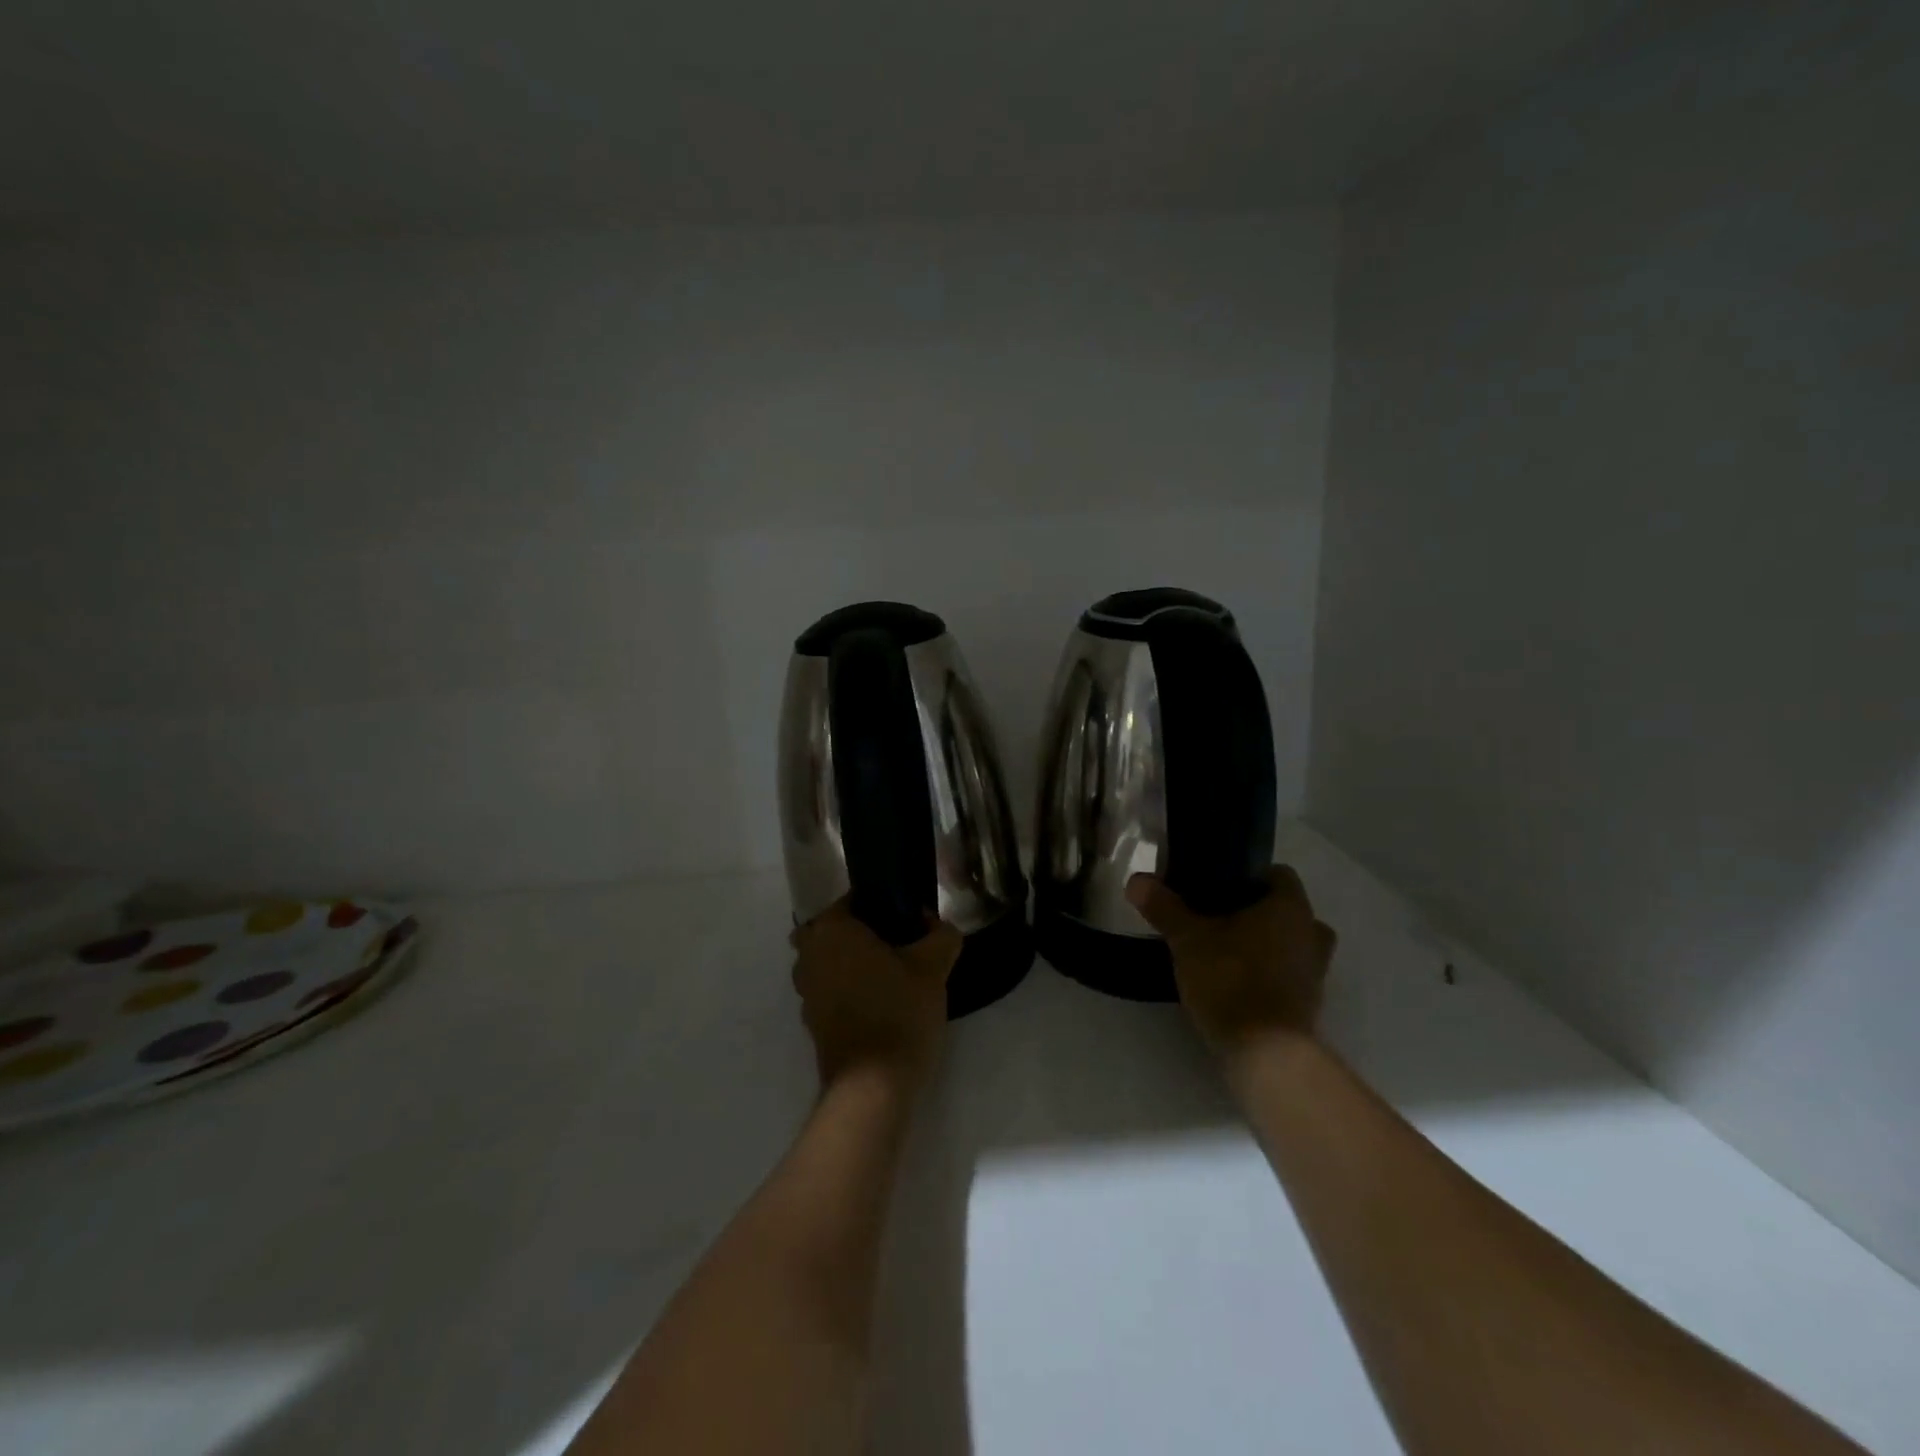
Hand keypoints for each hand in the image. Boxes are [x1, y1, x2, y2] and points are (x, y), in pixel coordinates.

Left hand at [790, 899, 961, 1095]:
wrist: (872, 1087)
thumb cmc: (898, 1013)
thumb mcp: (933, 967)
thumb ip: (940, 935)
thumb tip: (936, 924)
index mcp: (831, 930)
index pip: (852, 899)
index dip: (881, 904)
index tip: (908, 918)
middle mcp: (808, 954)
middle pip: (835, 929)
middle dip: (861, 932)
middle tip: (898, 943)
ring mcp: (805, 991)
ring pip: (829, 960)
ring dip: (852, 961)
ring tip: (892, 974)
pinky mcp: (811, 1021)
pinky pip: (829, 989)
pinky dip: (848, 989)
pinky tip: (880, 1001)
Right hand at [1126, 865, 1336, 1056]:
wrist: (1265, 1054)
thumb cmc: (1231, 980)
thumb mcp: (1187, 939)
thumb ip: (1164, 908)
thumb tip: (1136, 880)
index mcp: (1291, 907)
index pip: (1279, 874)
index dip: (1249, 876)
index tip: (1217, 886)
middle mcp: (1312, 933)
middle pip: (1285, 911)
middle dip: (1255, 913)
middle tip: (1216, 918)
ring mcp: (1316, 972)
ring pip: (1290, 944)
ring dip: (1264, 945)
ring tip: (1224, 951)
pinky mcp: (1308, 1005)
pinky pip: (1288, 975)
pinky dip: (1267, 974)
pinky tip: (1234, 982)